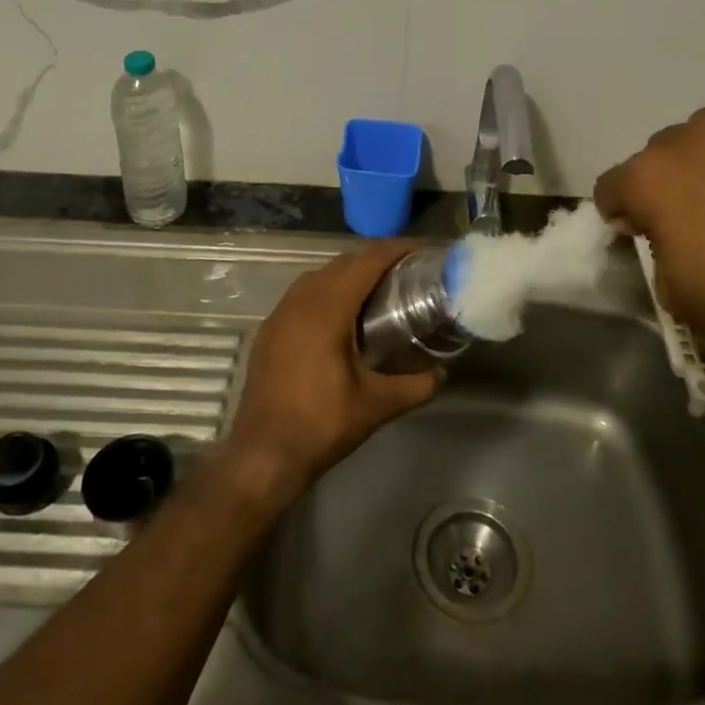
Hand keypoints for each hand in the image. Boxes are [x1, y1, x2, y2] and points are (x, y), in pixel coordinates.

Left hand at [225, 242, 442, 499]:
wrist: (262, 455)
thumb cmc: (321, 425)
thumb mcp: (376, 406)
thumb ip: (415, 386)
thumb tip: (442, 373)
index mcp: (327, 309)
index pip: (367, 261)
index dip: (397, 249)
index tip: (423, 249)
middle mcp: (300, 300)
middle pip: (343, 262)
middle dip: (376, 259)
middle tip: (407, 273)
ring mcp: (280, 314)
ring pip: (319, 275)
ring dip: (349, 274)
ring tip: (378, 291)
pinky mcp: (269, 330)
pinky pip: (302, 293)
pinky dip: (327, 290)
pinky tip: (342, 317)